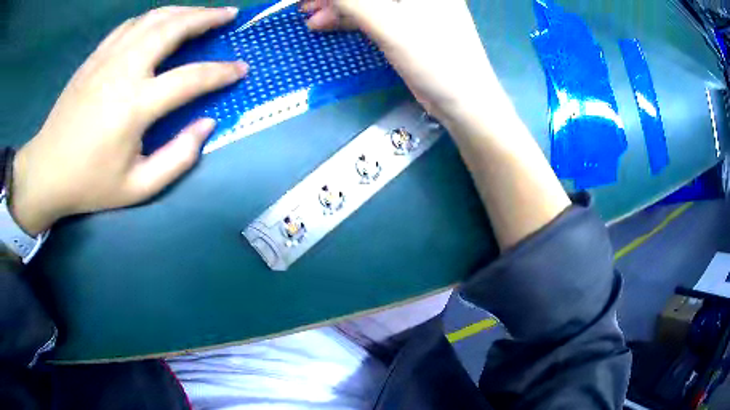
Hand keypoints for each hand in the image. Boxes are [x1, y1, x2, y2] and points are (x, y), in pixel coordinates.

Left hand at [11, 6, 247, 235]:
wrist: (46, 170)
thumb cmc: (89, 183)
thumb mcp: (138, 188)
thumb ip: (178, 159)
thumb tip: (207, 125)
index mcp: (135, 105)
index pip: (191, 78)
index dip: (221, 72)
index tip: (241, 68)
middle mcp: (124, 70)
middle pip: (173, 28)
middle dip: (206, 17)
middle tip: (228, 14)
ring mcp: (107, 58)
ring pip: (153, 18)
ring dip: (182, 11)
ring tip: (200, 12)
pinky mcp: (95, 57)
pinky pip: (130, 25)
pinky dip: (152, 18)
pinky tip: (161, 21)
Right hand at [301, 0, 502, 123]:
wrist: (462, 100)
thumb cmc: (433, 58)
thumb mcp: (387, 24)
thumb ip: (351, 0)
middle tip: (302, 3)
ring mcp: (411, 6)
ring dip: (336, 6)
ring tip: (307, 15)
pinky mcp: (405, 23)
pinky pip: (370, 13)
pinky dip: (346, 18)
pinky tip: (323, 23)